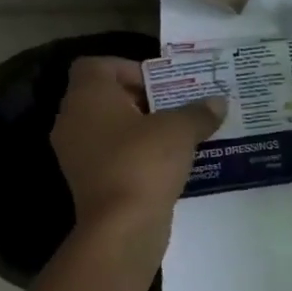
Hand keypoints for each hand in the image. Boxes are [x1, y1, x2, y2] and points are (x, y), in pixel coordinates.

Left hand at [51, 58, 224, 233]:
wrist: (122, 226)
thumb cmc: (144, 162)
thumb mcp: (180, 130)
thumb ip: (199, 112)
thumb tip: (218, 102)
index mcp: (87, 96)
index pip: (96, 65)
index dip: (129, 68)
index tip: (161, 85)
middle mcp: (73, 120)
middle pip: (105, 97)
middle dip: (142, 100)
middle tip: (177, 108)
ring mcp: (77, 154)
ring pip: (110, 129)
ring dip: (141, 130)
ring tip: (177, 136)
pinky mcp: (89, 182)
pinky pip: (113, 156)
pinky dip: (136, 155)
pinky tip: (167, 164)